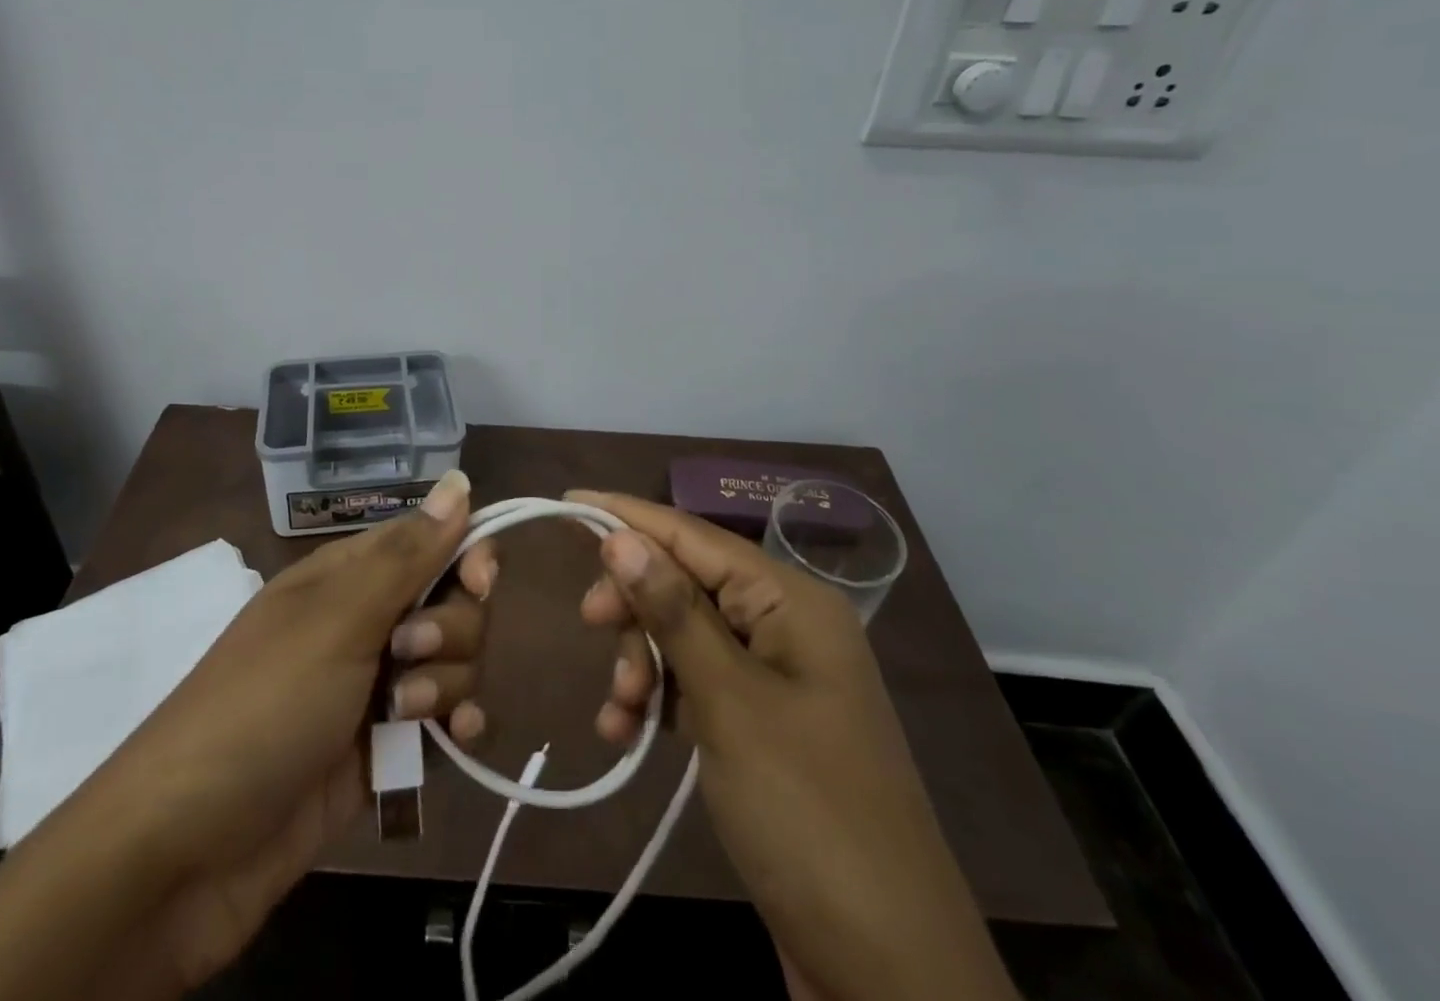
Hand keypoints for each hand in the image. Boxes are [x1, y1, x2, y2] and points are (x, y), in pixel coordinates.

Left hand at [80, 469, 492, 997]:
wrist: (186, 852)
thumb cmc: (263, 706)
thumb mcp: (337, 619)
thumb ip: (408, 554)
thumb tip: (460, 478)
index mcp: (350, 575)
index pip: (433, 539)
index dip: (467, 553)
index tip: (479, 583)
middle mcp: (368, 620)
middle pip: (454, 601)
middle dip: (452, 628)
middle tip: (408, 654)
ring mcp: (376, 686)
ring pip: (455, 660)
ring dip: (448, 682)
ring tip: (404, 716)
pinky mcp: (385, 747)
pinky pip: (446, 719)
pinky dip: (458, 725)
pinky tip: (456, 741)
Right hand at [570, 491, 1017, 1000]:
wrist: (888, 970)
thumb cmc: (807, 812)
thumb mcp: (729, 703)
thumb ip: (673, 611)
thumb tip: (621, 535)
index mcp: (791, 602)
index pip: (694, 535)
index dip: (628, 517)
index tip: (567, 502)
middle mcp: (785, 625)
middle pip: (686, 583)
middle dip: (635, 605)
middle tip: (589, 624)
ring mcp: (775, 677)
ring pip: (684, 636)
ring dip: (641, 661)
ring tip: (619, 708)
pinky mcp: (762, 724)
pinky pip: (695, 684)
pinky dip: (658, 699)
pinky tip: (624, 731)